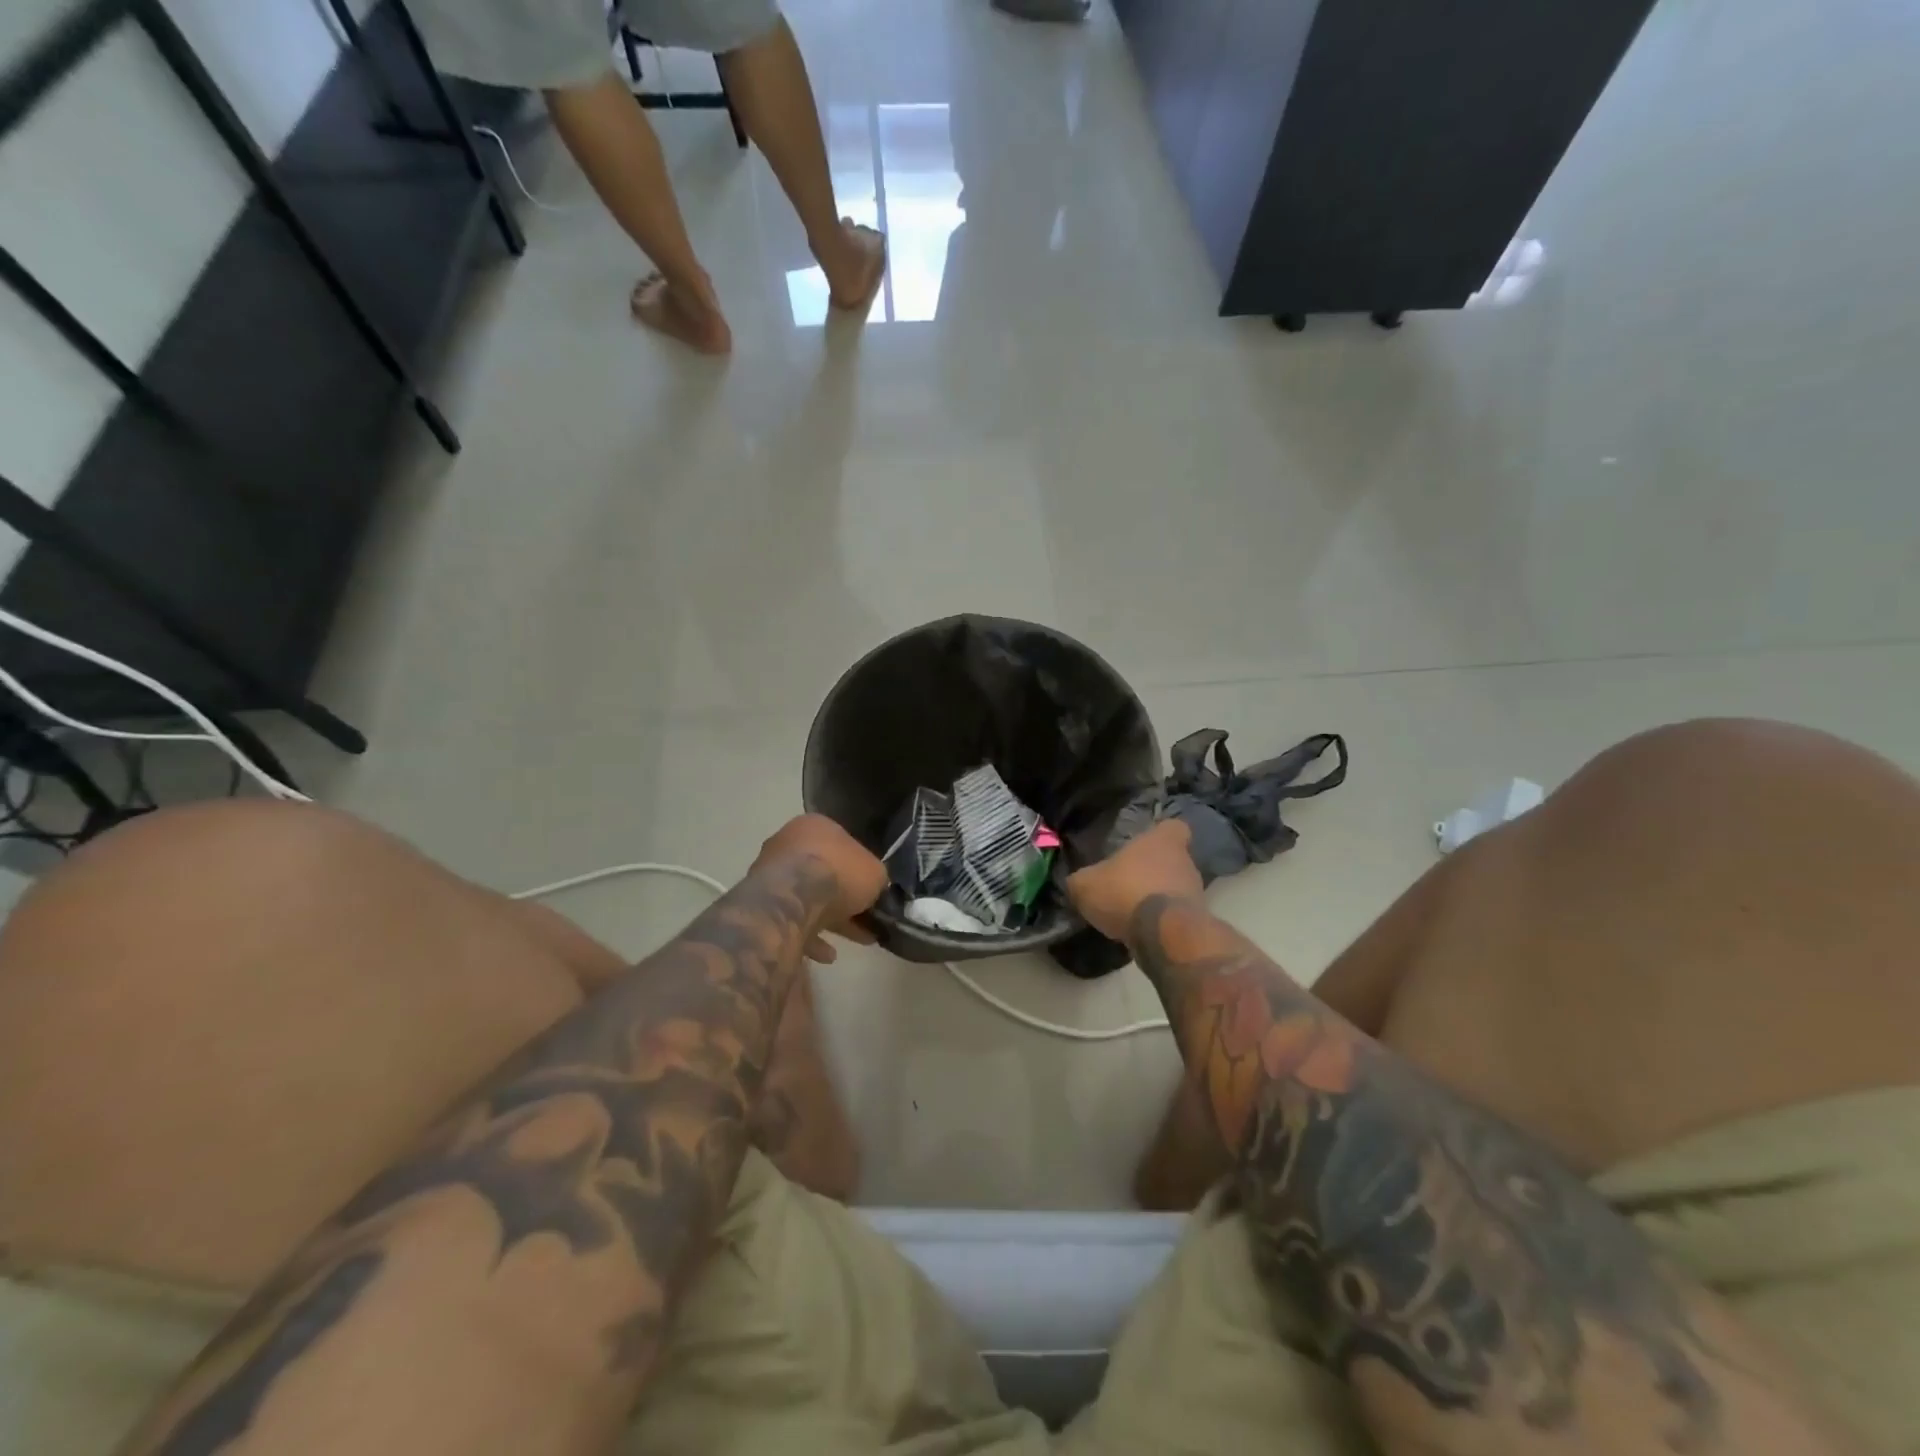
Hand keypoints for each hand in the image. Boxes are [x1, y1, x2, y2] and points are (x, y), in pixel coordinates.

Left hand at [752, 815, 886, 962]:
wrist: (794, 898)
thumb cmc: (839, 873)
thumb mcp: (875, 873)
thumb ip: (875, 878)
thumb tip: (874, 887)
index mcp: (815, 826)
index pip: (842, 845)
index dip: (860, 870)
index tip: (872, 892)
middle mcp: (788, 843)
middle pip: (823, 873)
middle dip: (846, 898)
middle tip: (866, 919)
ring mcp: (769, 873)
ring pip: (806, 898)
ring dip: (830, 920)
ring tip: (857, 939)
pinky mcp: (760, 903)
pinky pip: (790, 920)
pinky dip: (809, 936)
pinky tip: (827, 955)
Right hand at [1068, 820, 1203, 942]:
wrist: (1164, 935)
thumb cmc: (1125, 892)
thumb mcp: (1086, 885)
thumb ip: (1080, 880)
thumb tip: (1075, 883)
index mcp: (1162, 841)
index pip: (1173, 826)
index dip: (1160, 835)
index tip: (1145, 845)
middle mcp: (1185, 862)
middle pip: (1173, 860)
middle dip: (1154, 871)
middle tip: (1129, 882)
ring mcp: (1196, 892)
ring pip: (1176, 888)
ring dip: (1157, 897)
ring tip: (1132, 911)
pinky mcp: (1197, 921)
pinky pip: (1176, 915)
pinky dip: (1161, 921)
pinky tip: (1141, 930)